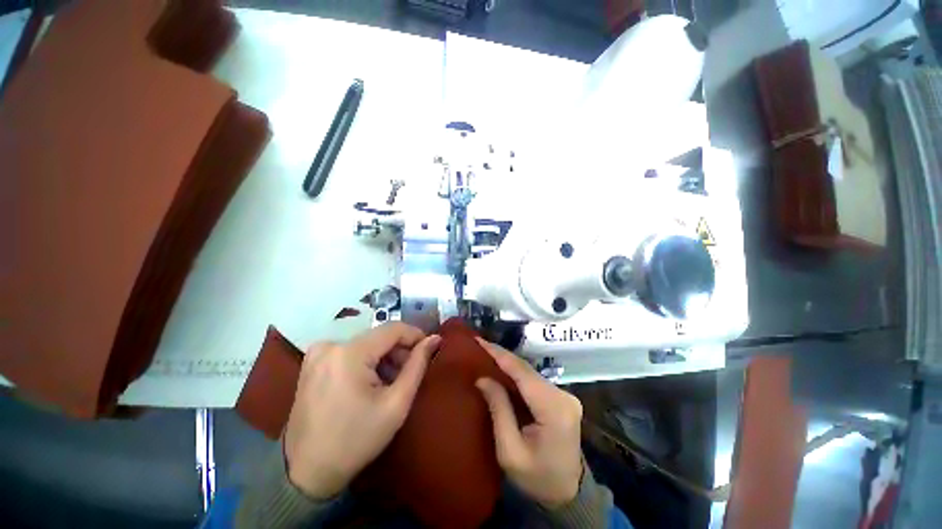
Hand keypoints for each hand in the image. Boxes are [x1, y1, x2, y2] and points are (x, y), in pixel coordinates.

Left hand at [284, 323, 440, 498]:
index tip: (428, 349)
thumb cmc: (356, 440)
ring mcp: (318, 353)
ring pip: (366, 344)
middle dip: (399, 351)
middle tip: (409, 374)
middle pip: (379, 337)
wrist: (307, 472)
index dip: (415, 335)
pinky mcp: (313, 362)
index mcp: (349, 353)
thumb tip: (435, 339)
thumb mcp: (396, 403)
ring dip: (384, 358)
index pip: (393, 328)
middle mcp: (330, 345)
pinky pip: (351, 351)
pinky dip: (367, 362)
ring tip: (391, 382)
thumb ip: (418, 365)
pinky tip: (371, 384)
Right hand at [474, 339, 583, 508]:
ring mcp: (565, 395)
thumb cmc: (538, 479)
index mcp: (554, 409)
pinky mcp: (562, 398)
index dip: (499, 354)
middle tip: (479, 346)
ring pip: (530, 373)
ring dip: (508, 364)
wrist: (569, 493)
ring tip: (486, 354)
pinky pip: (534, 381)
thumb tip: (483, 378)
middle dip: (501, 357)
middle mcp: (563, 396)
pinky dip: (517, 375)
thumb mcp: (510, 452)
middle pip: (527, 370)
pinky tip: (502, 371)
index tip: (479, 341)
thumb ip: (498, 410)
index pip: (522, 373)